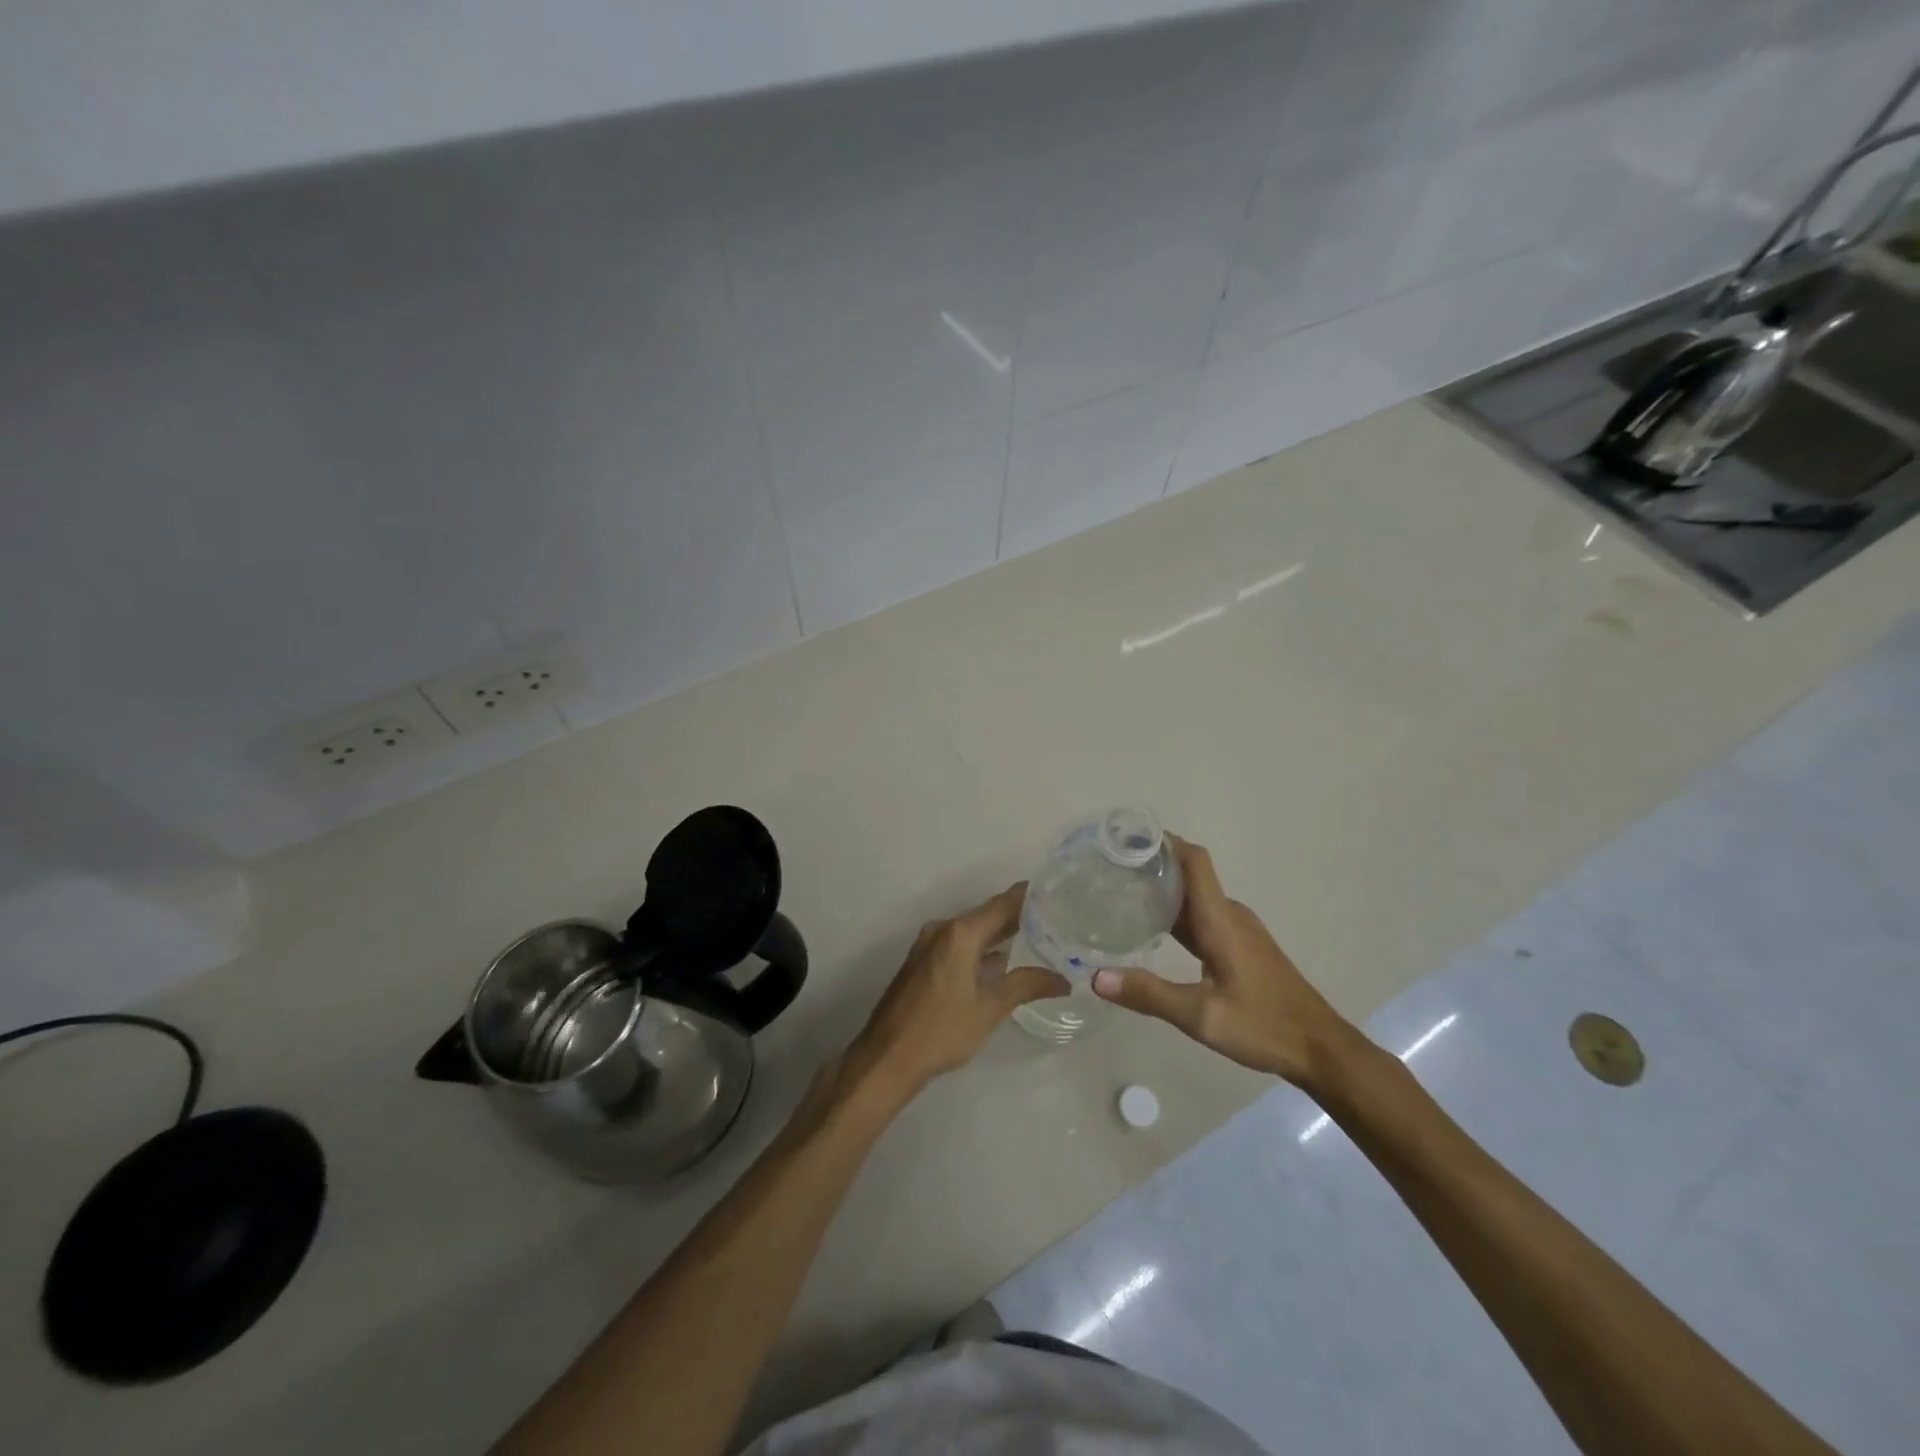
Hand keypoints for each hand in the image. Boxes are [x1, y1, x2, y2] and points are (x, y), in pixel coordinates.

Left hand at [847, 885, 1068, 1102]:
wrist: (887, 1057)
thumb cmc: (941, 1030)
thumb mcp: (990, 1008)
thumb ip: (1027, 985)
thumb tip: (1063, 980)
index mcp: (960, 932)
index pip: (1003, 903)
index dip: (1031, 897)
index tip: (1059, 894)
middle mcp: (943, 929)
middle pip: (988, 914)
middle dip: (1020, 917)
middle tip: (1057, 919)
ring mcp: (930, 945)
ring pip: (973, 931)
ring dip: (1001, 934)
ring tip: (1039, 939)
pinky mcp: (923, 962)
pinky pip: (960, 944)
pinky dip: (982, 949)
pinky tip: (1003, 962)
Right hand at [1091, 836, 1358, 1087]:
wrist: (1320, 1048)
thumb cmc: (1263, 1025)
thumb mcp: (1201, 1016)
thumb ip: (1149, 995)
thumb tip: (1096, 977)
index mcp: (1221, 920)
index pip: (1194, 860)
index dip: (1164, 842)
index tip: (1127, 838)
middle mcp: (1230, 915)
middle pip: (1190, 874)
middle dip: (1153, 865)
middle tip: (1110, 868)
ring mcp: (1239, 930)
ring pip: (1196, 897)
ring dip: (1164, 890)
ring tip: (1123, 893)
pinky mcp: (1242, 946)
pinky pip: (1204, 916)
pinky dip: (1177, 913)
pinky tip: (1154, 929)